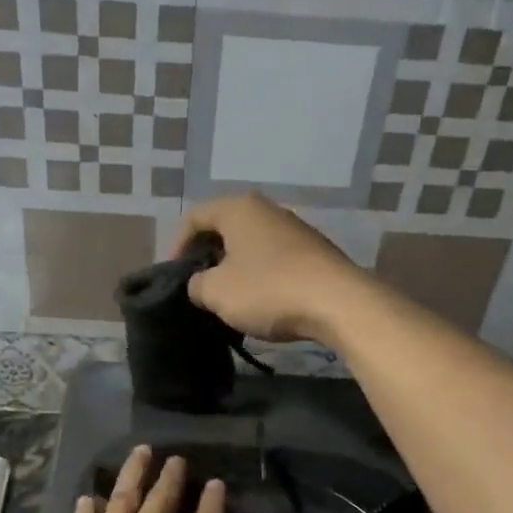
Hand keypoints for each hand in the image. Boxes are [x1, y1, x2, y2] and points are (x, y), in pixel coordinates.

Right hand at [173, 193, 368, 343]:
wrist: (338, 303)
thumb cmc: (268, 290)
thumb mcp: (217, 292)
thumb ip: (196, 285)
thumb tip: (200, 284)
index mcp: (238, 209)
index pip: (194, 217)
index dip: (177, 246)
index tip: (174, 276)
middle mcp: (267, 210)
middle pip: (224, 228)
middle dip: (207, 256)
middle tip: (198, 285)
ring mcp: (295, 229)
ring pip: (251, 244)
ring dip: (234, 267)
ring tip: (227, 297)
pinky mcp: (314, 252)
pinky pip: (274, 258)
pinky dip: (260, 275)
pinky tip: (260, 301)